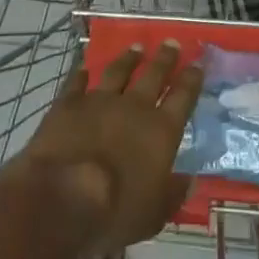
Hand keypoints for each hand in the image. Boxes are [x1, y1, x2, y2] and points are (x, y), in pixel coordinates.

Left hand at [13, 42, 202, 257]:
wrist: (61, 195)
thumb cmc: (115, 211)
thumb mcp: (154, 215)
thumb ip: (172, 195)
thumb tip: (189, 181)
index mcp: (161, 131)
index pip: (183, 97)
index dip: (191, 80)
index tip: (197, 63)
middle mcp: (134, 107)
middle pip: (153, 75)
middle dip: (164, 59)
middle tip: (171, 43)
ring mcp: (99, 101)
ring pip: (118, 71)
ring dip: (128, 59)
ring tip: (135, 47)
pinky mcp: (67, 104)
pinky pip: (76, 83)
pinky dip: (81, 74)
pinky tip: (84, 68)